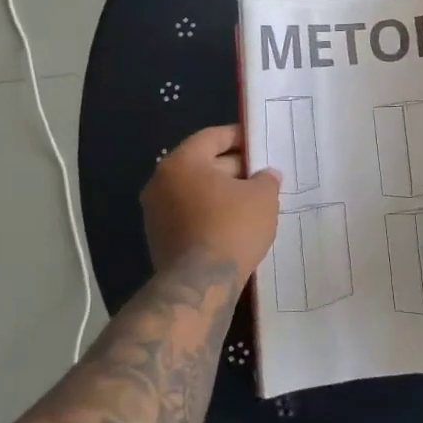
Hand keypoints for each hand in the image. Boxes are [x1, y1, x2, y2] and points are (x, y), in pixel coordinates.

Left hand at [141, 124, 281, 283]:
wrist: (200, 285)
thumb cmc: (232, 228)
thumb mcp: (262, 197)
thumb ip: (266, 179)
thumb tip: (266, 175)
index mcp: (182, 163)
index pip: (212, 137)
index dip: (238, 137)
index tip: (259, 143)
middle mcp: (161, 182)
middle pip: (201, 164)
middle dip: (233, 167)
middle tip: (261, 175)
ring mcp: (155, 212)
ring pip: (195, 191)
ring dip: (221, 192)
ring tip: (252, 201)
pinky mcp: (159, 238)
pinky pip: (189, 214)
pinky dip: (210, 213)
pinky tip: (234, 224)